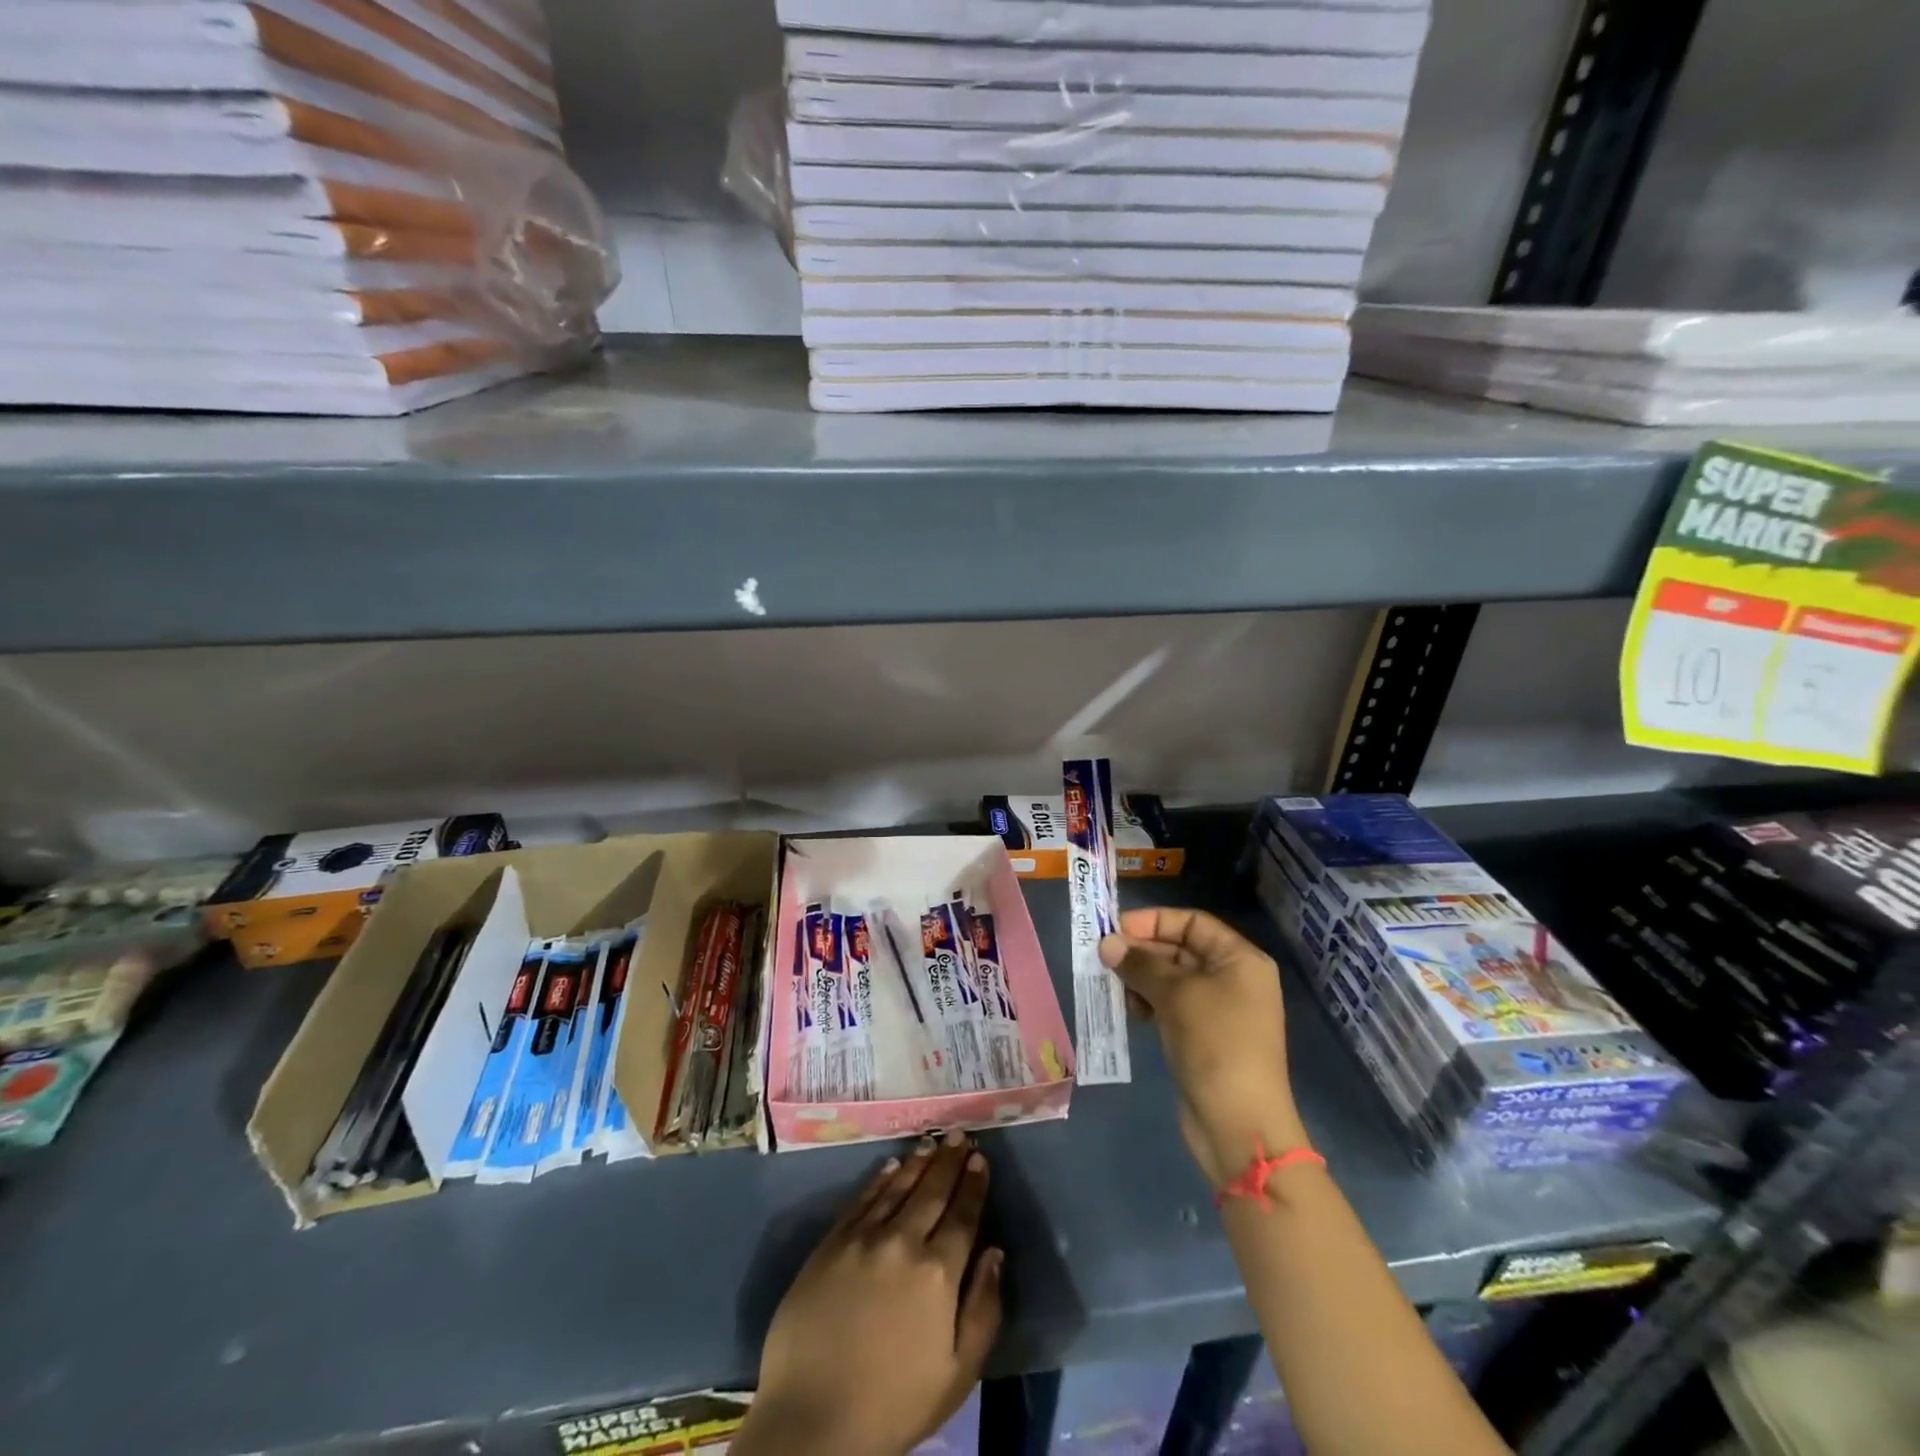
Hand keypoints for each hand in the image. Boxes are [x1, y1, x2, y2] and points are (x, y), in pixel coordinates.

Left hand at [736, 1132, 1001, 1455]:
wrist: (813, 1420)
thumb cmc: (894, 1404)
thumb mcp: (957, 1374)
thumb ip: (983, 1309)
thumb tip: (994, 1253)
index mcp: (938, 1273)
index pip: (963, 1215)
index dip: (973, 1184)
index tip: (980, 1158)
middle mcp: (903, 1242)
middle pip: (932, 1191)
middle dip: (949, 1161)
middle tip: (958, 1134)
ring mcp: (863, 1238)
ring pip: (898, 1187)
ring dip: (918, 1162)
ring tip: (931, 1142)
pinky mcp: (831, 1243)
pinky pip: (862, 1199)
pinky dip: (880, 1178)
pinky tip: (891, 1165)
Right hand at [1100, 907, 1306, 1186]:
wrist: (1239, 1124)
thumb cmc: (1215, 1043)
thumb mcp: (1176, 995)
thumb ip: (1140, 964)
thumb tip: (1106, 944)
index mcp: (1240, 959)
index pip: (1193, 922)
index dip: (1154, 921)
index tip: (1117, 930)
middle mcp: (1233, 978)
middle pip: (1181, 949)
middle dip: (1142, 952)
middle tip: (1104, 959)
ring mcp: (1220, 1010)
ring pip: (1172, 979)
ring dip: (1141, 979)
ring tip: (1116, 989)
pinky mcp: (1204, 1036)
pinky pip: (1172, 1005)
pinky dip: (1150, 1003)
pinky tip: (1132, 1013)